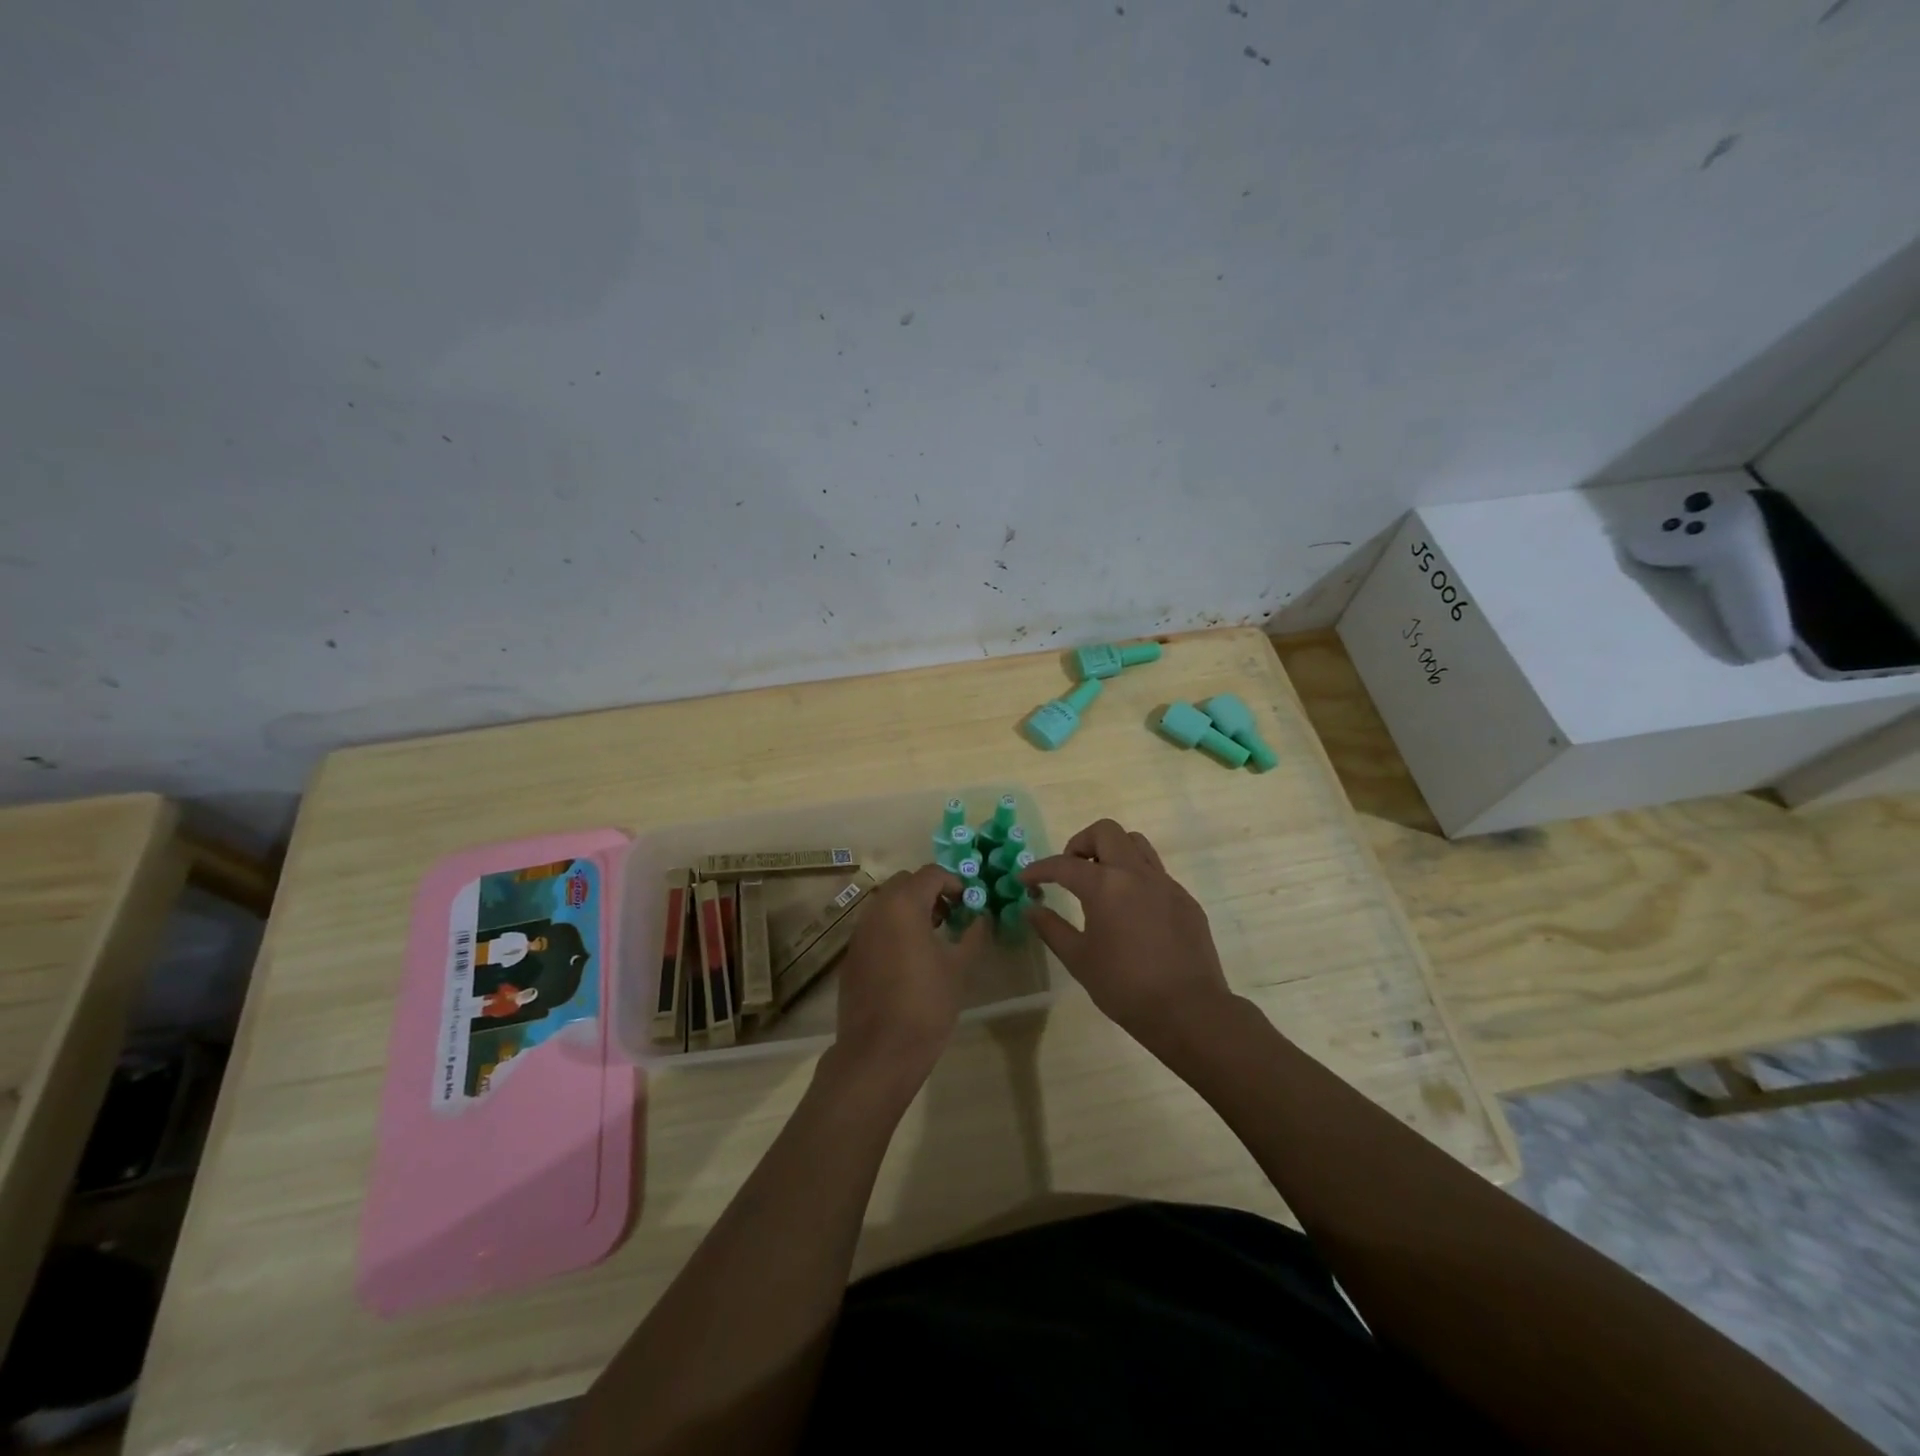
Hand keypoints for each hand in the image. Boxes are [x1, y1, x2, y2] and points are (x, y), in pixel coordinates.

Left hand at [828, 864, 984, 1095]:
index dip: (955, 882)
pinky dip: (895, 928)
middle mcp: (876, 910)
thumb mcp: (959, 967)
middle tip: (954, 915)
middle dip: (932, 892)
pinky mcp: (852, 955)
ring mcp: (859, 932)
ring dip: (912, 908)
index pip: (931, 874)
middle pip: (906, 883)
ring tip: (936, 936)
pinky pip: (876, 926)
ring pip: (888, 903)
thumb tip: (982, 917)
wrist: (879, 1052)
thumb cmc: (926, 1004)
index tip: (971, 903)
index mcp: (903, 905)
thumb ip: (973, 934)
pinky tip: (911, 958)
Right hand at [1020, 819, 1233, 1052]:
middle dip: (1081, 843)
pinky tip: (1131, 910)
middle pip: (1106, 832)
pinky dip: (1136, 878)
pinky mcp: (1185, 899)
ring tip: (1100, 882)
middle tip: (1070, 870)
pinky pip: (1156, 873)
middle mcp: (1136, 873)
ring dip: (1112, 852)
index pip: (1064, 865)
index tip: (1025, 879)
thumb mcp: (1079, 960)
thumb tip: (1031, 909)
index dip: (1039, 869)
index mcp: (1105, 885)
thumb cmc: (1125, 987)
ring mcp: (1165, 883)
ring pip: (1136, 844)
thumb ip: (1052, 928)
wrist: (1189, 1010)